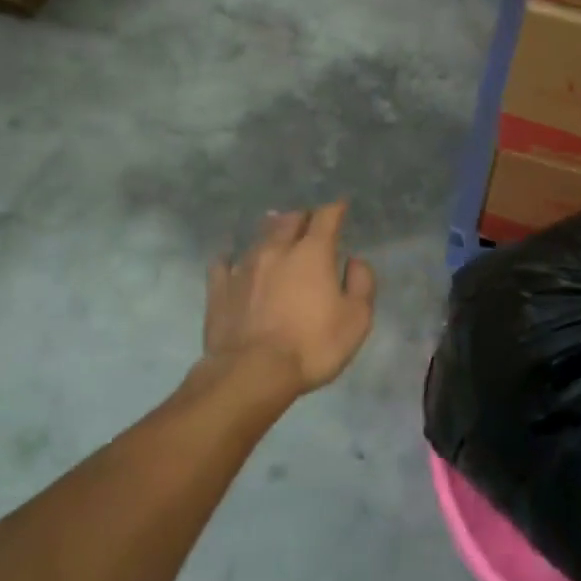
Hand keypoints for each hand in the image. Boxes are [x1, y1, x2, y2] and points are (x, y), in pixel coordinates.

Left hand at [201, 201, 377, 401]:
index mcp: (312, 253)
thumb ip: (362, 283)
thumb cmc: (312, 345)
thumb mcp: (356, 319)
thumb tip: (354, 261)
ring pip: (259, 238)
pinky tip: (232, 263)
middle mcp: (276, 250)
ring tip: (276, 233)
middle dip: (302, 217)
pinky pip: (224, 264)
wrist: (252, 373)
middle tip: (309, 222)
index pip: (326, 217)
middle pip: (290, 220)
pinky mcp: (219, 289)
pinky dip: (232, 260)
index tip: (340, 207)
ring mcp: (244, 267)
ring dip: (271, 233)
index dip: (335, 209)